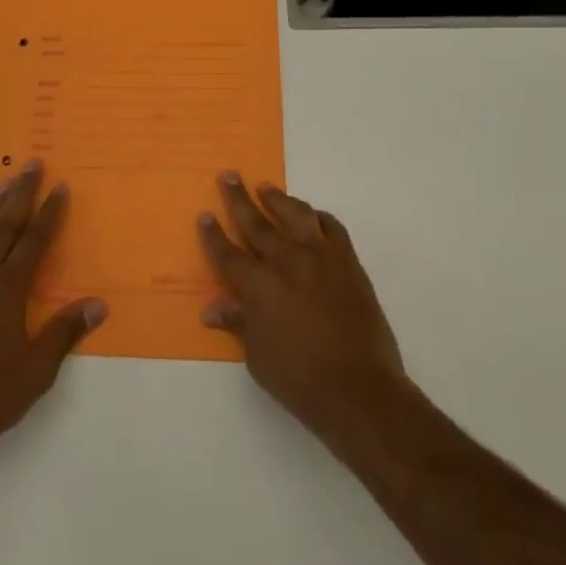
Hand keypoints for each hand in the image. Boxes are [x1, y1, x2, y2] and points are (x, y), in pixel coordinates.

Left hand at [0, 159, 107, 465]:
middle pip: (6, 226)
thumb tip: (99, 304)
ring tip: (4, 180)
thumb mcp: (37, 369)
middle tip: (32, 163)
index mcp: (9, 289)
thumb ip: (65, 332)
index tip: (61, 185)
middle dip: (21, 193)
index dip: (50, 212)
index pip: (35, 240)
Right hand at [198, 172, 405, 449]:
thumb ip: (239, 323)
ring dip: (277, 198)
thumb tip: (212, 308)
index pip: (228, 254)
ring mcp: (319, 255)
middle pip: (256, 222)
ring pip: (294, 213)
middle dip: (239, 198)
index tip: (205, 215)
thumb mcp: (258, 358)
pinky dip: (317, 217)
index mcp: (259, 285)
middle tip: (229, 175)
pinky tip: (312, 216)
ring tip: (266, 188)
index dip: (214, 235)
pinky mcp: (346, 259)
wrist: (360, 389)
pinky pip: (330, 225)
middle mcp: (286, 260)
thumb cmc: (301, 381)